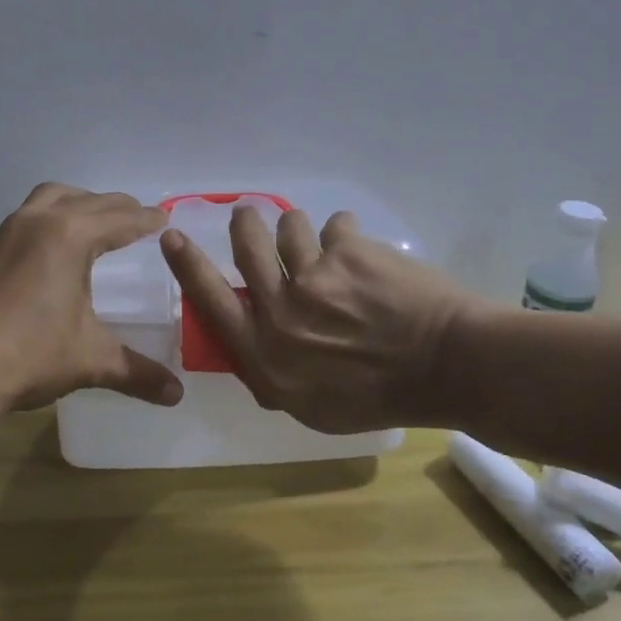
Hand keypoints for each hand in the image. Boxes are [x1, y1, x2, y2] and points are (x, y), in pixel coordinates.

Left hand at [0, 183, 185, 410]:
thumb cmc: (28, 355)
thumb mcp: (89, 360)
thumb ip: (137, 372)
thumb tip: (177, 394)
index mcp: (71, 236)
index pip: (120, 219)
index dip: (147, 219)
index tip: (165, 217)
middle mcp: (39, 221)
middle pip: (88, 200)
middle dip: (117, 207)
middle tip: (138, 219)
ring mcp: (6, 233)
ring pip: (50, 198)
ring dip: (78, 202)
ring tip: (94, 221)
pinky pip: (27, 216)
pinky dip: (50, 218)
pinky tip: (51, 248)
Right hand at [160, 204, 474, 433]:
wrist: (448, 367)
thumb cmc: (381, 397)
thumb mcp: (311, 406)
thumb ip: (274, 370)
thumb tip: (257, 336)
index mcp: (266, 357)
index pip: (212, 302)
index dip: (188, 265)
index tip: (171, 235)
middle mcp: (281, 313)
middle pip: (247, 248)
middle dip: (245, 224)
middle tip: (248, 213)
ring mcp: (314, 277)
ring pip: (289, 228)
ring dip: (298, 228)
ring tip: (317, 239)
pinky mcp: (348, 251)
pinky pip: (335, 226)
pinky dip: (344, 234)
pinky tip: (361, 251)